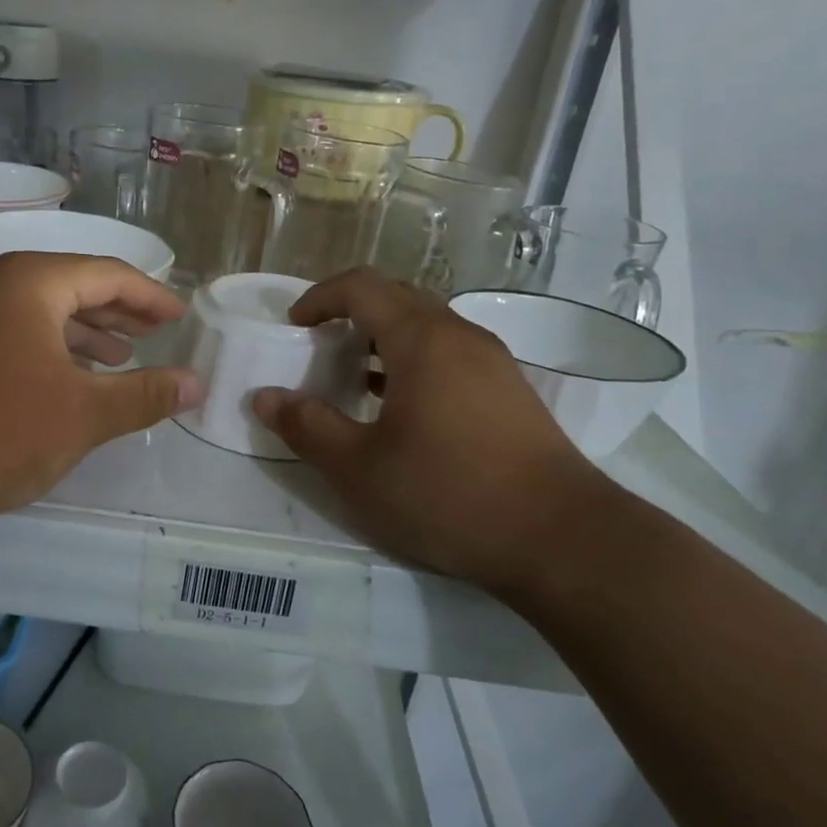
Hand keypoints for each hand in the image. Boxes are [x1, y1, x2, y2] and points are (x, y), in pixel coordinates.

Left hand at [0, 252, 201, 549]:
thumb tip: (196, 384)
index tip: (181, 317)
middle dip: (120, 312)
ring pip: (43, 311)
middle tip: (158, 333)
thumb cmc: (0, 432)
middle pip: (74, 285)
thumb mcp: (85, 414)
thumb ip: (145, 394)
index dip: (151, 297)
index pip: (108, 274)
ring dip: (87, 331)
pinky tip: (72, 377)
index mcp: (31, 282)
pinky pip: (18, 332)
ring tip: (123, 357)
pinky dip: (53, 348)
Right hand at [251, 269, 615, 595]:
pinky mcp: (511, 393)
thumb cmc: (448, 494)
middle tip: (320, 351)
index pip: (362, 286)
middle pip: (397, 297)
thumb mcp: (358, 468)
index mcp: (422, 339)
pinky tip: (402, 411)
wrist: (562, 540)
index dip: (319, 298)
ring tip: (355, 381)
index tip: (293, 328)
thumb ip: (306, 426)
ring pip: (428, 326)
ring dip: (384, 340)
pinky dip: (414, 363)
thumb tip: (264, 397)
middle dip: (351, 314)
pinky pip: (451, 354)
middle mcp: (461, 336)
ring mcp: (493, 363)